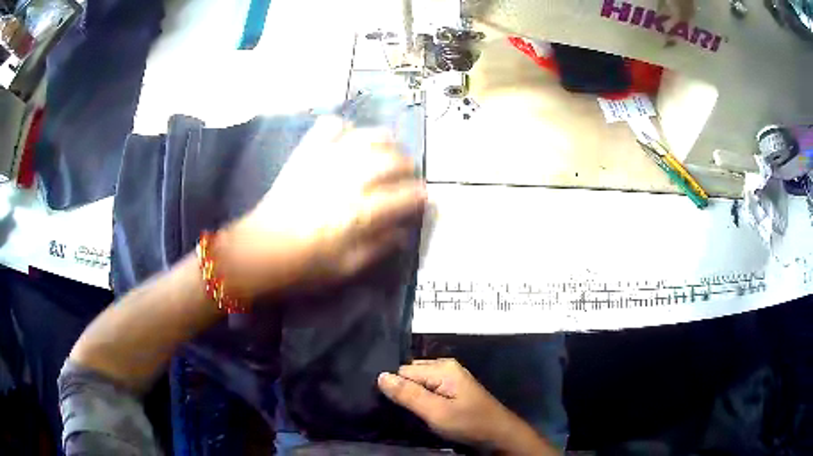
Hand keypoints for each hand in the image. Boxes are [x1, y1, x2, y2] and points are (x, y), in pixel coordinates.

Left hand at [217, 116, 426, 298]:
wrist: (260, 251)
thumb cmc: (304, 265)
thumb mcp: (348, 268)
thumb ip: (379, 247)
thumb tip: (402, 231)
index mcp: (361, 213)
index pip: (405, 196)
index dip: (420, 197)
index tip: (424, 199)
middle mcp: (349, 180)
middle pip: (393, 160)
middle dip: (409, 167)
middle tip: (408, 177)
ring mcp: (326, 161)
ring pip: (368, 137)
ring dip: (386, 142)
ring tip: (388, 153)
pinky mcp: (306, 154)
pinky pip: (330, 127)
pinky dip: (344, 127)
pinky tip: (349, 138)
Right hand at [378, 359, 553, 453]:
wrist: (499, 434)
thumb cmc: (469, 423)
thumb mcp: (436, 412)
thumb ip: (408, 394)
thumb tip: (380, 376)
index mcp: (442, 367)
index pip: (403, 371)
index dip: (394, 388)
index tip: (388, 406)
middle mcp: (445, 366)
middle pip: (410, 374)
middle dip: (402, 390)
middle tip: (399, 411)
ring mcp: (450, 377)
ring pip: (418, 382)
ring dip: (411, 396)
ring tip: (407, 412)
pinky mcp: (452, 389)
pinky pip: (427, 388)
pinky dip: (421, 398)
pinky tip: (419, 410)